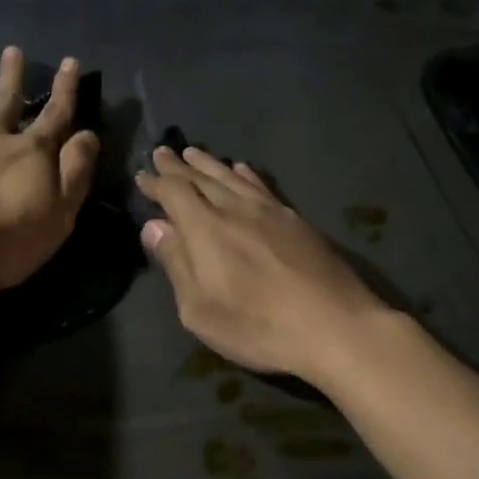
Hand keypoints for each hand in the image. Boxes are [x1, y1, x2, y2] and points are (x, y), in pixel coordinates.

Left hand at [0, 46, 99, 291]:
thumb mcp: (60, 212)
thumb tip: (88, 134)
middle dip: (11, 77)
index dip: (65, 89)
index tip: (70, 61)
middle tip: (11, 50)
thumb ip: (75, 171)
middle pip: (4, 103)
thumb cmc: (8, 238)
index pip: (55, 115)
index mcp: (29, 153)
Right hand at [135, 146, 388, 384]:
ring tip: (195, 153)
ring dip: (210, 164)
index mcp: (206, 230)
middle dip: (178, 166)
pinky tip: (243, 170)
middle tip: (162, 151)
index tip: (142, 174)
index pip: (174, 194)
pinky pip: (262, 186)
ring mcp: (270, 212)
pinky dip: (246, 175)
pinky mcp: (296, 221)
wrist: (336, 326)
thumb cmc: (259, 327)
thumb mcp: (201, 310)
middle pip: (202, 179)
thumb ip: (176, 264)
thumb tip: (154, 226)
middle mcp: (236, 210)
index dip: (156, 183)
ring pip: (233, 177)